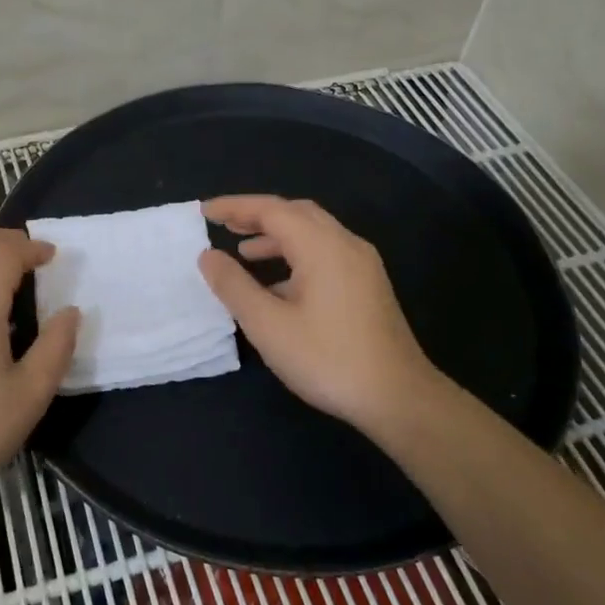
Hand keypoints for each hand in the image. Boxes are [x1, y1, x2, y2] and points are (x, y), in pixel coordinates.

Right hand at [196, 195, 444, 441]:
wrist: (399, 397)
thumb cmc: (328, 359)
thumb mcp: (269, 326)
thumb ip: (234, 286)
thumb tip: (208, 256)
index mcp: (322, 246)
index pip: (272, 209)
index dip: (236, 207)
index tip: (205, 211)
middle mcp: (346, 244)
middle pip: (297, 213)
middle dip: (258, 215)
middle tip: (225, 225)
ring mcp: (362, 265)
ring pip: (314, 233)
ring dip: (277, 236)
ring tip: (245, 252)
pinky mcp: (368, 286)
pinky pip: (326, 253)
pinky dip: (297, 255)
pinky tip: (279, 286)